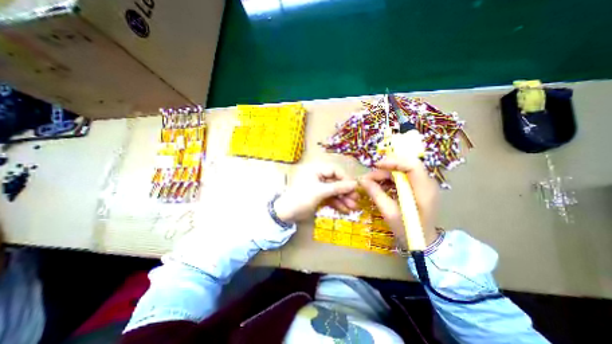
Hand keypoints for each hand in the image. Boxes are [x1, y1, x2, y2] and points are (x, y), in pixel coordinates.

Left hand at [272, 164, 359, 223]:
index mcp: (315, 170)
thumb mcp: (320, 192)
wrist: (287, 213)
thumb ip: (338, 187)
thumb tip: (355, 184)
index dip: (345, 178)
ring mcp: (318, 187)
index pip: (334, 170)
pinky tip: (345, 210)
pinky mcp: (318, 196)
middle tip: (356, 199)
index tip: (354, 188)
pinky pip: (330, 198)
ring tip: (353, 207)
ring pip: (334, 191)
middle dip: (345, 191)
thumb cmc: (301, 198)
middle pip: (335, 182)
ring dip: (343, 199)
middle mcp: (318, 176)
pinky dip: (337, 203)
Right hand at [359, 156, 439, 249]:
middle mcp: (427, 183)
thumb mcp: (389, 213)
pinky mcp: (418, 187)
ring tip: (370, 183)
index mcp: (424, 190)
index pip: (412, 166)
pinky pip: (402, 177)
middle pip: (405, 165)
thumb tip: (362, 180)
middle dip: (385, 169)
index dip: (394, 162)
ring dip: (385, 174)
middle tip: (368, 177)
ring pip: (402, 170)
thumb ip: (376, 194)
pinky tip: (379, 186)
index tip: (376, 166)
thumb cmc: (408, 230)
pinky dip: (389, 179)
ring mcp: (423, 185)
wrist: (424, 242)